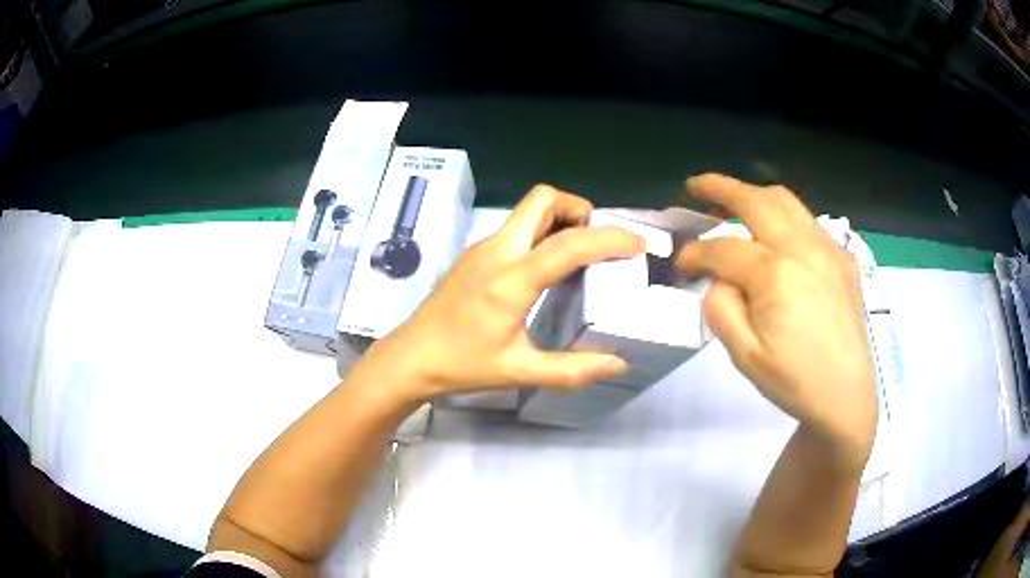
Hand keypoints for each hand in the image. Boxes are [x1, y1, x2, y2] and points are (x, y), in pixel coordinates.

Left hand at [354, 185, 644, 404]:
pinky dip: (541, 233)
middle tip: (599, 239)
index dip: (609, 239)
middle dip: (578, 208)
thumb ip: (572, 370)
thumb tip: (617, 362)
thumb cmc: (461, 365)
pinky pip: (515, 229)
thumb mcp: (519, 371)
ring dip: (559, 218)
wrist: (410, 358)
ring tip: (580, 252)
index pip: (569, 243)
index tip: (637, 244)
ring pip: (526, 211)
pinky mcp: (474, 255)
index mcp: (510, 280)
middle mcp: (496, 252)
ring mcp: (481, 249)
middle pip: (542, 200)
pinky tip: (547, 267)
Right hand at [676, 174, 876, 457]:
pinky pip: (809, 222)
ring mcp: (828, 249)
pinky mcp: (843, 258)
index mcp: (776, 275)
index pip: (723, 249)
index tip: (681, 264)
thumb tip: (718, 278)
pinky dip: (785, 217)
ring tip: (734, 201)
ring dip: (754, 195)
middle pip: (756, 201)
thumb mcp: (744, 355)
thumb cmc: (794, 382)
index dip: (695, 253)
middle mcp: (804, 248)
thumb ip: (721, 306)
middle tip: (695, 187)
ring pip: (786, 201)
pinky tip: (778, 238)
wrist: (846, 396)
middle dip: (720, 188)